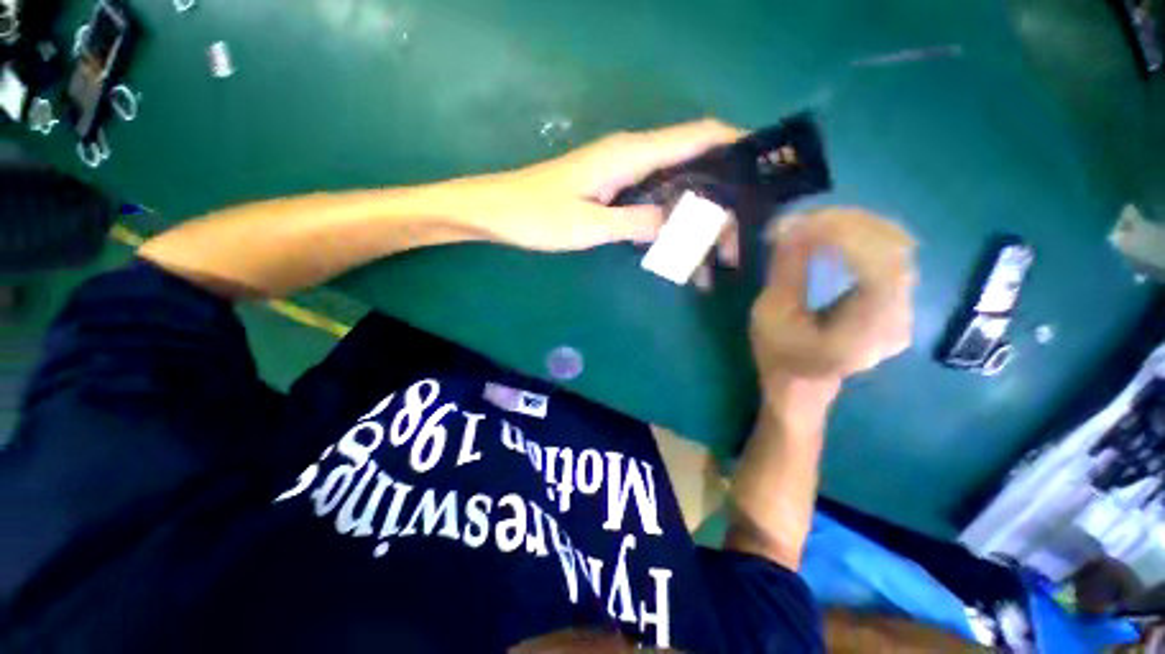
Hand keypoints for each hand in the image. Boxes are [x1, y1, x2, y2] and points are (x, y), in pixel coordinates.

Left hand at [437, 119, 743, 251]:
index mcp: (630, 154)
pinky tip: (674, 241)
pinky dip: (668, 218)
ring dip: (694, 211)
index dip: (734, 144)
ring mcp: (621, 173)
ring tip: (711, 247)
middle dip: (718, 194)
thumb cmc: (536, 216)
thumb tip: (679, 224)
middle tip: (734, 235)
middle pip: (691, 162)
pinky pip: (651, 198)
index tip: (761, 171)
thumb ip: (636, 222)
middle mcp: (631, 156)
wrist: (496, 212)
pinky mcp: (611, 190)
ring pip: (672, 183)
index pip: (697, 134)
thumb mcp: (589, 225)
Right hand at [750, 208, 915, 395]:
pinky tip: (835, 234)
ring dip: (857, 226)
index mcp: (865, 332)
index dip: (845, 237)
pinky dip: (863, 236)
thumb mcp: (770, 315)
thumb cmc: (779, 356)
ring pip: (897, 247)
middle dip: (848, 224)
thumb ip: (787, 270)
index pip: (877, 268)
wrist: (802, 384)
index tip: (801, 224)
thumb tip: (790, 227)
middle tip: (803, 218)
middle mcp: (898, 318)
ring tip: (816, 222)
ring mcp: (903, 308)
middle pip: (892, 250)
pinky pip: (890, 254)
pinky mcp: (897, 300)